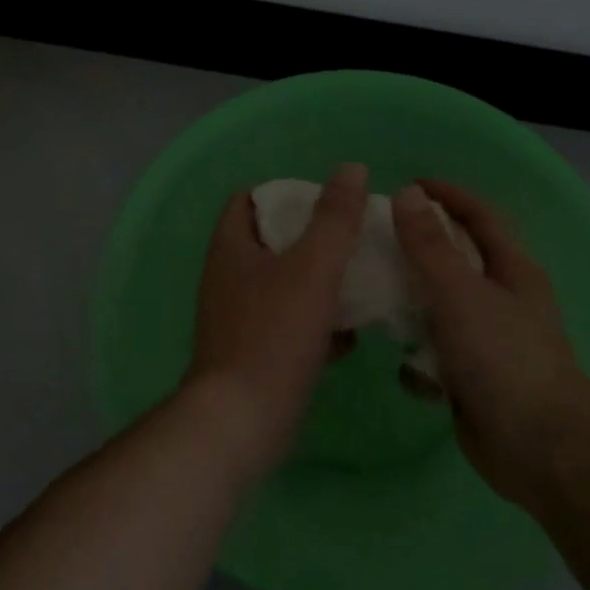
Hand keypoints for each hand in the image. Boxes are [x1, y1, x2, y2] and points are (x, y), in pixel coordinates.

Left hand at [184, 162, 368, 476]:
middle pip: (272, 242)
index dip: (286, 193)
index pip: (250, 200)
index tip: (326, 201)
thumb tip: (351, 169)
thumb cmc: (274, 335)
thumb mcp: (312, 269)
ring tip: (360, 279)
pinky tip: (351, 333)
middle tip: (353, 237)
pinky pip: (290, 325)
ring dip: (319, 281)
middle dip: (312, 238)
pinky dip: (318, 323)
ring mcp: (240, 318)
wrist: (242, 421)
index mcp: (232, 249)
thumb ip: (335, 219)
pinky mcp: (255, 353)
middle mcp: (229, 278)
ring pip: (284, 285)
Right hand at [391, 180, 589, 504]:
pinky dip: (421, 360)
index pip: (480, 216)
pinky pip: (439, 357)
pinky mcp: (475, 379)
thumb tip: (409, 194)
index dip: (447, 195)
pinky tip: (404, 369)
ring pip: (443, 310)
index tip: (406, 186)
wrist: (538, 447)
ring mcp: (490, 341)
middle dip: (419, 251)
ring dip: (413, 307)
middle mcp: (504, 300)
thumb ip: (431, 246)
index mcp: (512, 270)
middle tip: (376, 242)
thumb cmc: (503, 357)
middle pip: (457, 261)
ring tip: (374, 300)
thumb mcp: (461, 293)